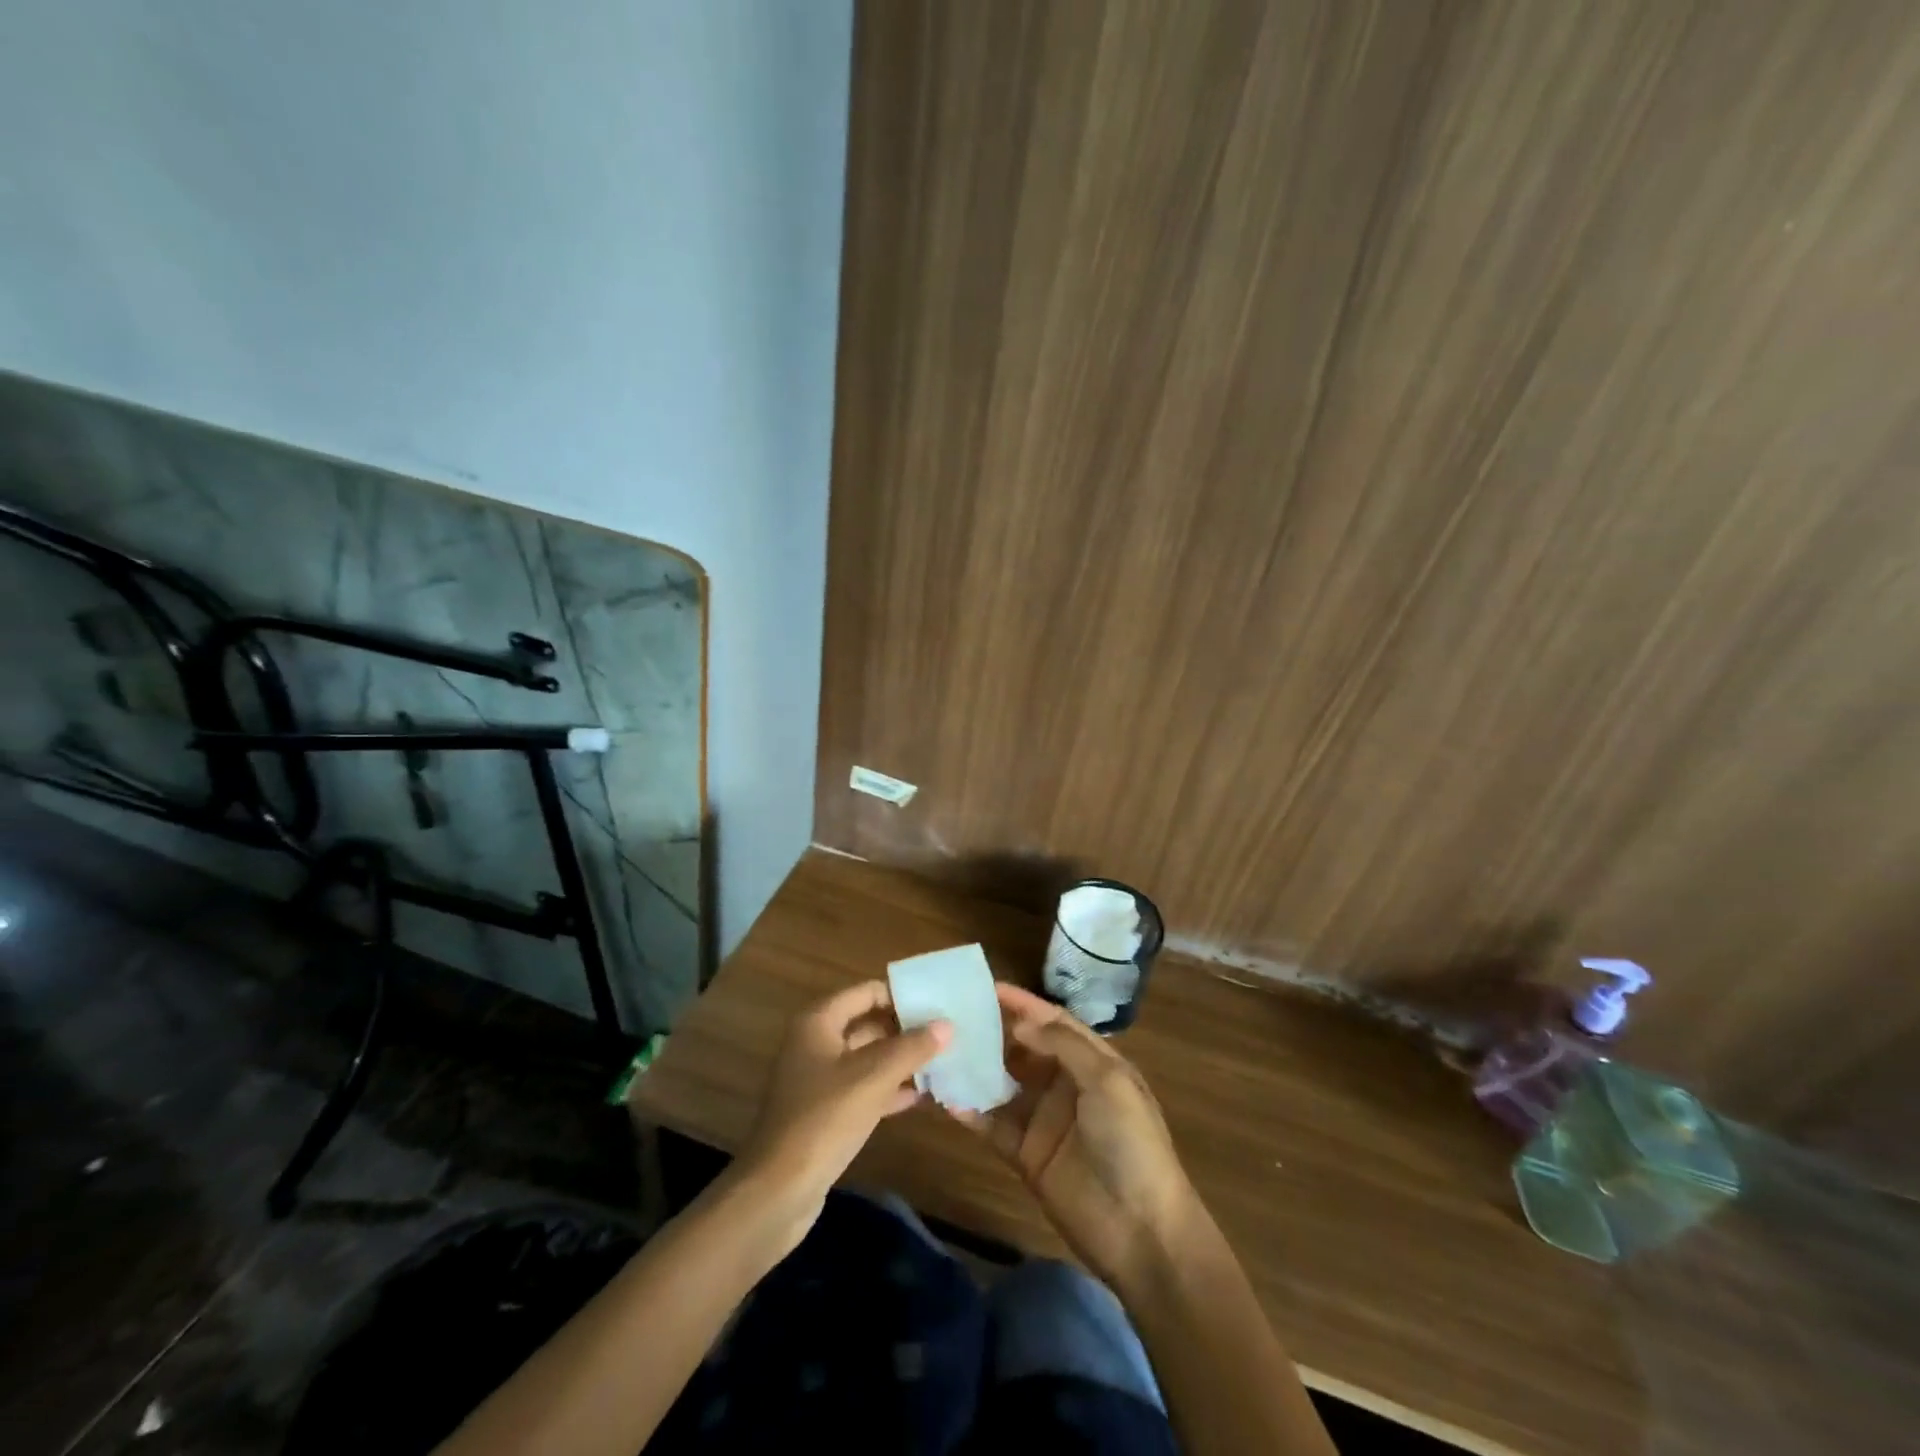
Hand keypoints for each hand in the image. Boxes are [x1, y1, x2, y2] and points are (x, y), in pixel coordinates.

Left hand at [737, 980, 950, 1248]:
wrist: (778, 1191)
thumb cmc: (824, 1119)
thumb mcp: (873, 1077)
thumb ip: (911, 1048)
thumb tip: (947, 1024)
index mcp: (819, 1021)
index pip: (867, 992)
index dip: (901, 995)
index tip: (938, 1003)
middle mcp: (816, 1042)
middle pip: (869, 1023)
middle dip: (906, 1029)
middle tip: (948, 1033)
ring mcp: (819, 1078)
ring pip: (868, 1058)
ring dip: (902, 1060)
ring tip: (944, 1061)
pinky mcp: (825, 1112)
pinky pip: (863, 1088)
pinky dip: (889, 1089)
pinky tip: (922, 1096)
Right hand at [955, 983, 1199, 1287]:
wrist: (1141, 1231)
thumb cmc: (1131, 1143)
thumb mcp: (1108, 1082)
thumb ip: (1063, 1045)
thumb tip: (1019, 1020)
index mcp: (1094, 1062)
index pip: (1053, 1021)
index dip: (1023, 1003)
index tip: (986, 986)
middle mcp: (1066, 1084)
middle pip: (1023, 1048)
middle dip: (992, 1031)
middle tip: (952, 1014)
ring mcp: (1044, 1120)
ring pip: (1003, 1083)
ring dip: (976, 1068)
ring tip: (940, 1049)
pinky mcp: (1026, 1154)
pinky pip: (993, 1125)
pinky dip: (970, 1111)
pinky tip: (944, 1096)